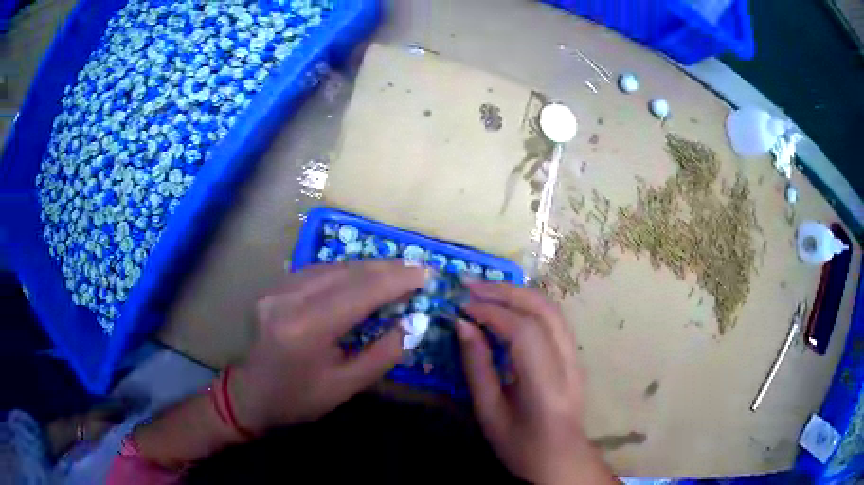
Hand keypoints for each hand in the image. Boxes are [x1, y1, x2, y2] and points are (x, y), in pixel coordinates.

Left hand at [229, 260, 425, 432]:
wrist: (250, 394)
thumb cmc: (298, 399)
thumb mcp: (345, 386)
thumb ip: (382, 354)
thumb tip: (411, 323)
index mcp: (306, 329)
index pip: (359, 292)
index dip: (396, 280)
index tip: (426, 274)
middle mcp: (289, 299)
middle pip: (346, 272)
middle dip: (386, 268)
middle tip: (417, 269)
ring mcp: (278, 289)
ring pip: (332, 266)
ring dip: (367, 267)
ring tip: (397, 272)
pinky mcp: (274, 286)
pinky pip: (317, 271)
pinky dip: (345, 272)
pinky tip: (362, 277)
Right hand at [456, 282, 615, 483]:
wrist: (562, 458)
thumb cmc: (521, 446)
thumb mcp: (489, 413)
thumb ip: (477, 368)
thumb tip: (463, 325)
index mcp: (546, 387)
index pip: (525, 333)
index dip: (493, 313)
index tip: (463, 308)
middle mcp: (569, 364)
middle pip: (544, 310)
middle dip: (505, 292)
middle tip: (470, 286)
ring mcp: (577, 357)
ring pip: (552, 309)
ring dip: (518, 293)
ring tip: (485, 290)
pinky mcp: (576, 355)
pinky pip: (554, 318)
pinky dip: (528, 304)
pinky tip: (508, 304)